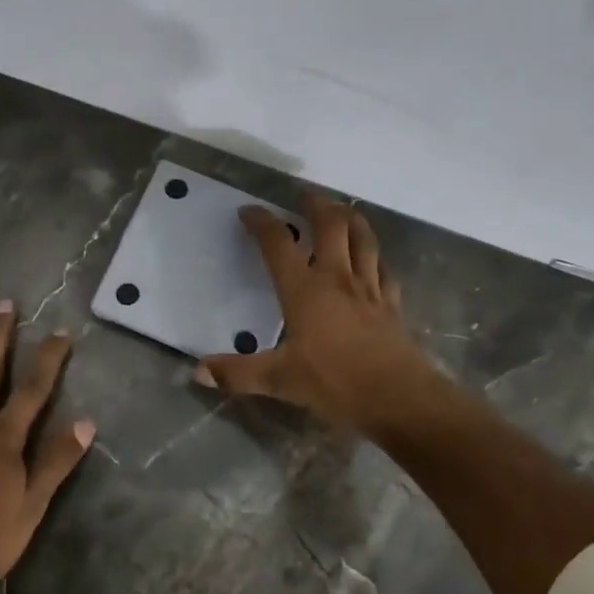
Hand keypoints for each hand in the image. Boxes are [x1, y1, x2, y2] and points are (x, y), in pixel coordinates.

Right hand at [196, 193, 430, 433]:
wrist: (397, 397)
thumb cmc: (334, 383)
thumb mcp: (279, 380)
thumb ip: (237, 373)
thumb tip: (197, 371)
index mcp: (304, 290)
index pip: (278, 243)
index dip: (261, 222)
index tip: (248, 211)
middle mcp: (337, 278)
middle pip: (331, 225)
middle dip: (316, 205)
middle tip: (304, 195)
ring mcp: (369, 288)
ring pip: (363, 239)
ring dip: (351, 218)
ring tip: (342, 209)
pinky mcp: (391, 304)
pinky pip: (383, 268)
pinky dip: (375, 255)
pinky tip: (373, 258)